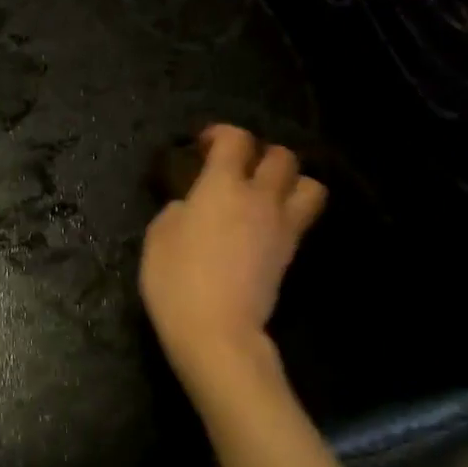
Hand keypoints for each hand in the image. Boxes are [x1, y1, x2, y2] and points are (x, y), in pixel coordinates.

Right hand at [140, 124, 326, 411]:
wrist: (217, 332)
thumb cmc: (176, 281)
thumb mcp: (158, 237)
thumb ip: (178, 209)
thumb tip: (192, 205)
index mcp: (223, 185)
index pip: (235, 139)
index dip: (221, 134)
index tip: (205, 146)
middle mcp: (260, 197)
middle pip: (282, 156)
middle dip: (263, 153)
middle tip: (241, 168)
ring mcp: (282, 226)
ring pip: (309, 184)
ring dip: (292, 180)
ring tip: (270, 192)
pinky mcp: (290, 253)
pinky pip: (303, 218)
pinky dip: (292, 211)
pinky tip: (268, 224)